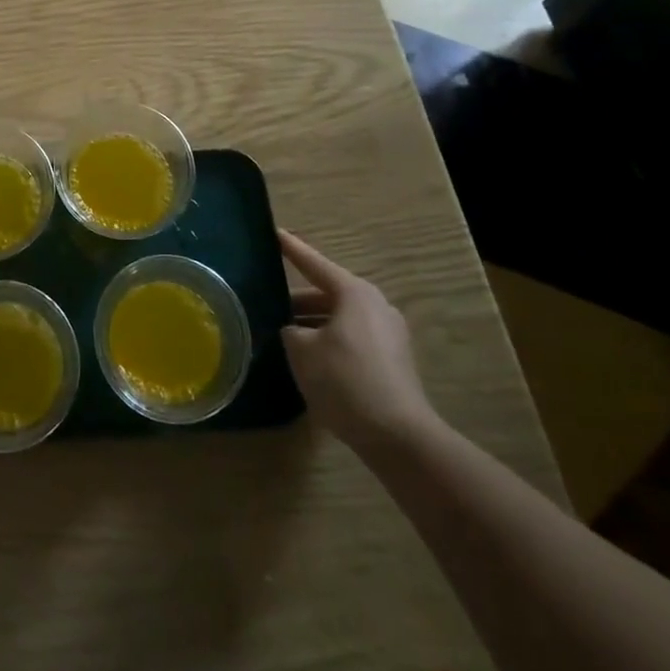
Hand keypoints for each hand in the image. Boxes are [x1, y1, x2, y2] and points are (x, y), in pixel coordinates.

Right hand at [278, 230, 438, 452]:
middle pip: (327, 294)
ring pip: (340, 319)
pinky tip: (312, 361)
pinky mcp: (394, 362)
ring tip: (285, 336)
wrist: (399, 438)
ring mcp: (389, 334)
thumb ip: (290, 331)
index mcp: (354, 293)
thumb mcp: (301, 350)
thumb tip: (293, 330)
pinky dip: (331, 343)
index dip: (291, 249)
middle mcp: (375, 305)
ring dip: (314, 325)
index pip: (313, 263)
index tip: (273, 232)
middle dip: (298, 301)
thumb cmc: (345, 381)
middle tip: (270, 305)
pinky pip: (353, 340)